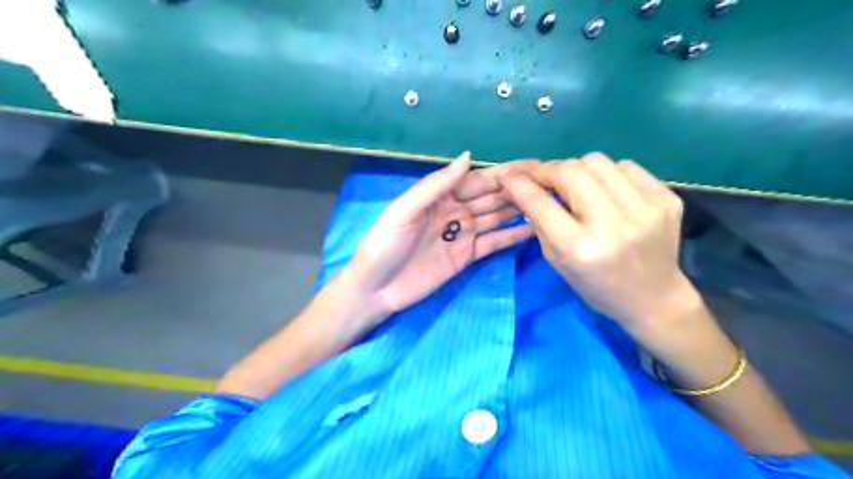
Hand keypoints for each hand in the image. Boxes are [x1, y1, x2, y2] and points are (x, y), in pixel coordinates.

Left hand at [337, 153, 535, 325]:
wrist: (375, 289)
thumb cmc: (383, 246)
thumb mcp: (403, 211)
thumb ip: (435, 186)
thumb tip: (467, 157)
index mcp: (439, 196)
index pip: (477, 179)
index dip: (504, 172)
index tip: (533, 166)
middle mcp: (454, 211)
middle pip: (491, 196)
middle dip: (518, 188)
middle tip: (552, 182)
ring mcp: (462, 234)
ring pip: (496, 217)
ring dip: (520, 209)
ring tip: (550, 203)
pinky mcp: (466, 256)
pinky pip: (493, 243)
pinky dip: (512, 236)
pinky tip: (534, 230)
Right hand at [501, 152, 699, 330]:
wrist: (654, 299)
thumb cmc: (597, 287)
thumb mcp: (557, 262)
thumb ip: (540, 223)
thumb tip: (525, 189)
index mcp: (579, 248)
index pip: (540, 202)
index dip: (520, 184)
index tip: (510, 177)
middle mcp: (611, 225)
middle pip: (570, 170)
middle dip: (549, 170)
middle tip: (544, 179)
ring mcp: (644, 209)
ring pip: (597, 161)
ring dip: (579, 169)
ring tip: (577, 186)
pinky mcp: (666, 199)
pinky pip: (626, 166)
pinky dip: (608, 174)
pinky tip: (607, 191)